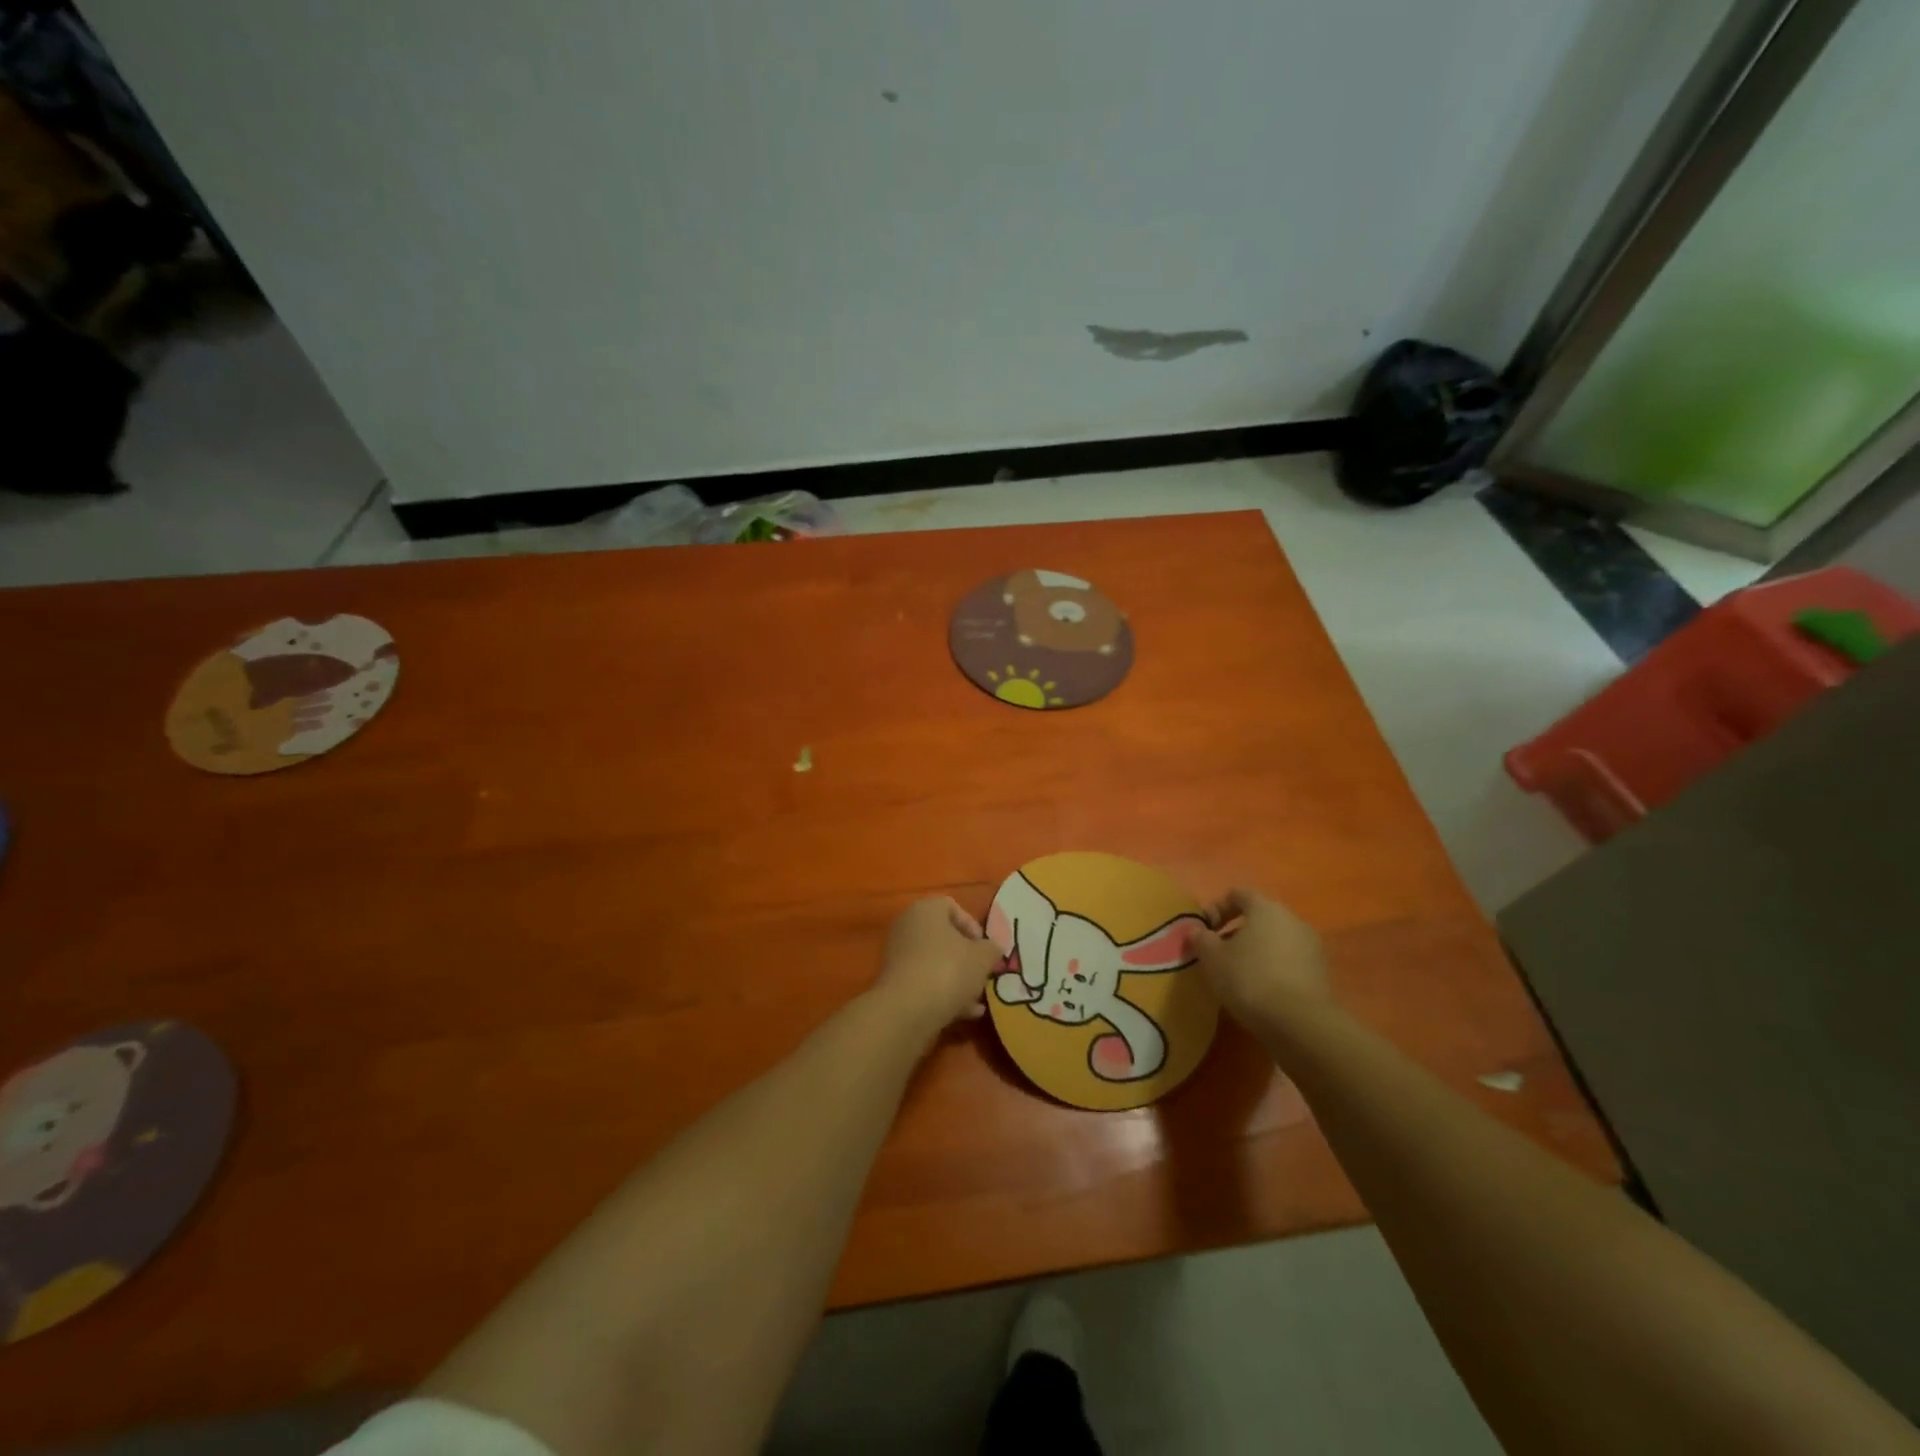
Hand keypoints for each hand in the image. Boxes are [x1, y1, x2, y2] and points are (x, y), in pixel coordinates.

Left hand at [873, 897, 1003, 1034]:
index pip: (952, 907)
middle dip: (966, 956)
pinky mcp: (895, 983)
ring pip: (935, 962)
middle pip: (943, 937)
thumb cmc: (949, 970)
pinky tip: (965, 1013)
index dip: (973, 926)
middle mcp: (907, 926)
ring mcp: (898, 955)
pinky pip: (925, 982)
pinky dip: (943, 993)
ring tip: (977, 999)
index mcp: (926, 909)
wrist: (907, 1010)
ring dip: (957, 978)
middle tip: (982, 973)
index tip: (986, 949)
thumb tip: (992, 949)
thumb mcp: (983, 957)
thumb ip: (992, 949)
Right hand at [1190, 887, 1329, 1029]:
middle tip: (1218, 954)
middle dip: (1236, 932)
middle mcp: (1293, 919)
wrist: (1299, 1023)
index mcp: (1266, 908)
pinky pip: (1289, 961)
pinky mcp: (1321, 973)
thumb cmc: (1249, 978)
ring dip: (1256, 951)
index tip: (1204, 931)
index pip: (1238, 894)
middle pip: (1259, 917)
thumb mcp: (1212, 958)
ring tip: (1238, 975)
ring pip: (1275, 940)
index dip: (1216, 908)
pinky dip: (1273, 968)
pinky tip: (1260, 990)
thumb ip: (1201, 939)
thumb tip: (1197, 931)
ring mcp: (1311, 946)